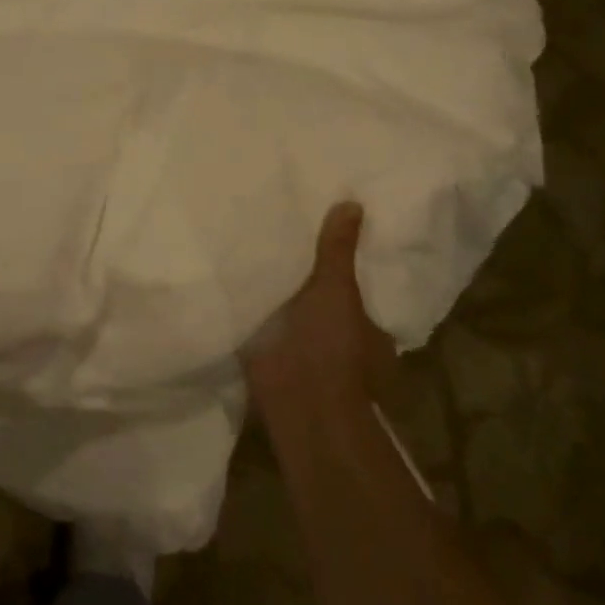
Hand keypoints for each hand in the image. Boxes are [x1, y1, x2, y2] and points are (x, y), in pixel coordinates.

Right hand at [243, 202, 396, 417]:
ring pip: (291, 314)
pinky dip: (253, 310)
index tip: (325, 237)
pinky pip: (263, 325)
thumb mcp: (337, 289)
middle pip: (321, 301)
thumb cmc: (332, 347)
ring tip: (255, 249)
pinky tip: (236, 281)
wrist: (297, 401)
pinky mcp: (271, 358)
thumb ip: (338, 250)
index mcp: (368, 330)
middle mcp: (339, 343)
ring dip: (277, 296)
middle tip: (284, 234)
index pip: (359, 292)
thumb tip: (353, 202)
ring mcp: (304, 353)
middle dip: (305, 280)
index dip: (344, 269)